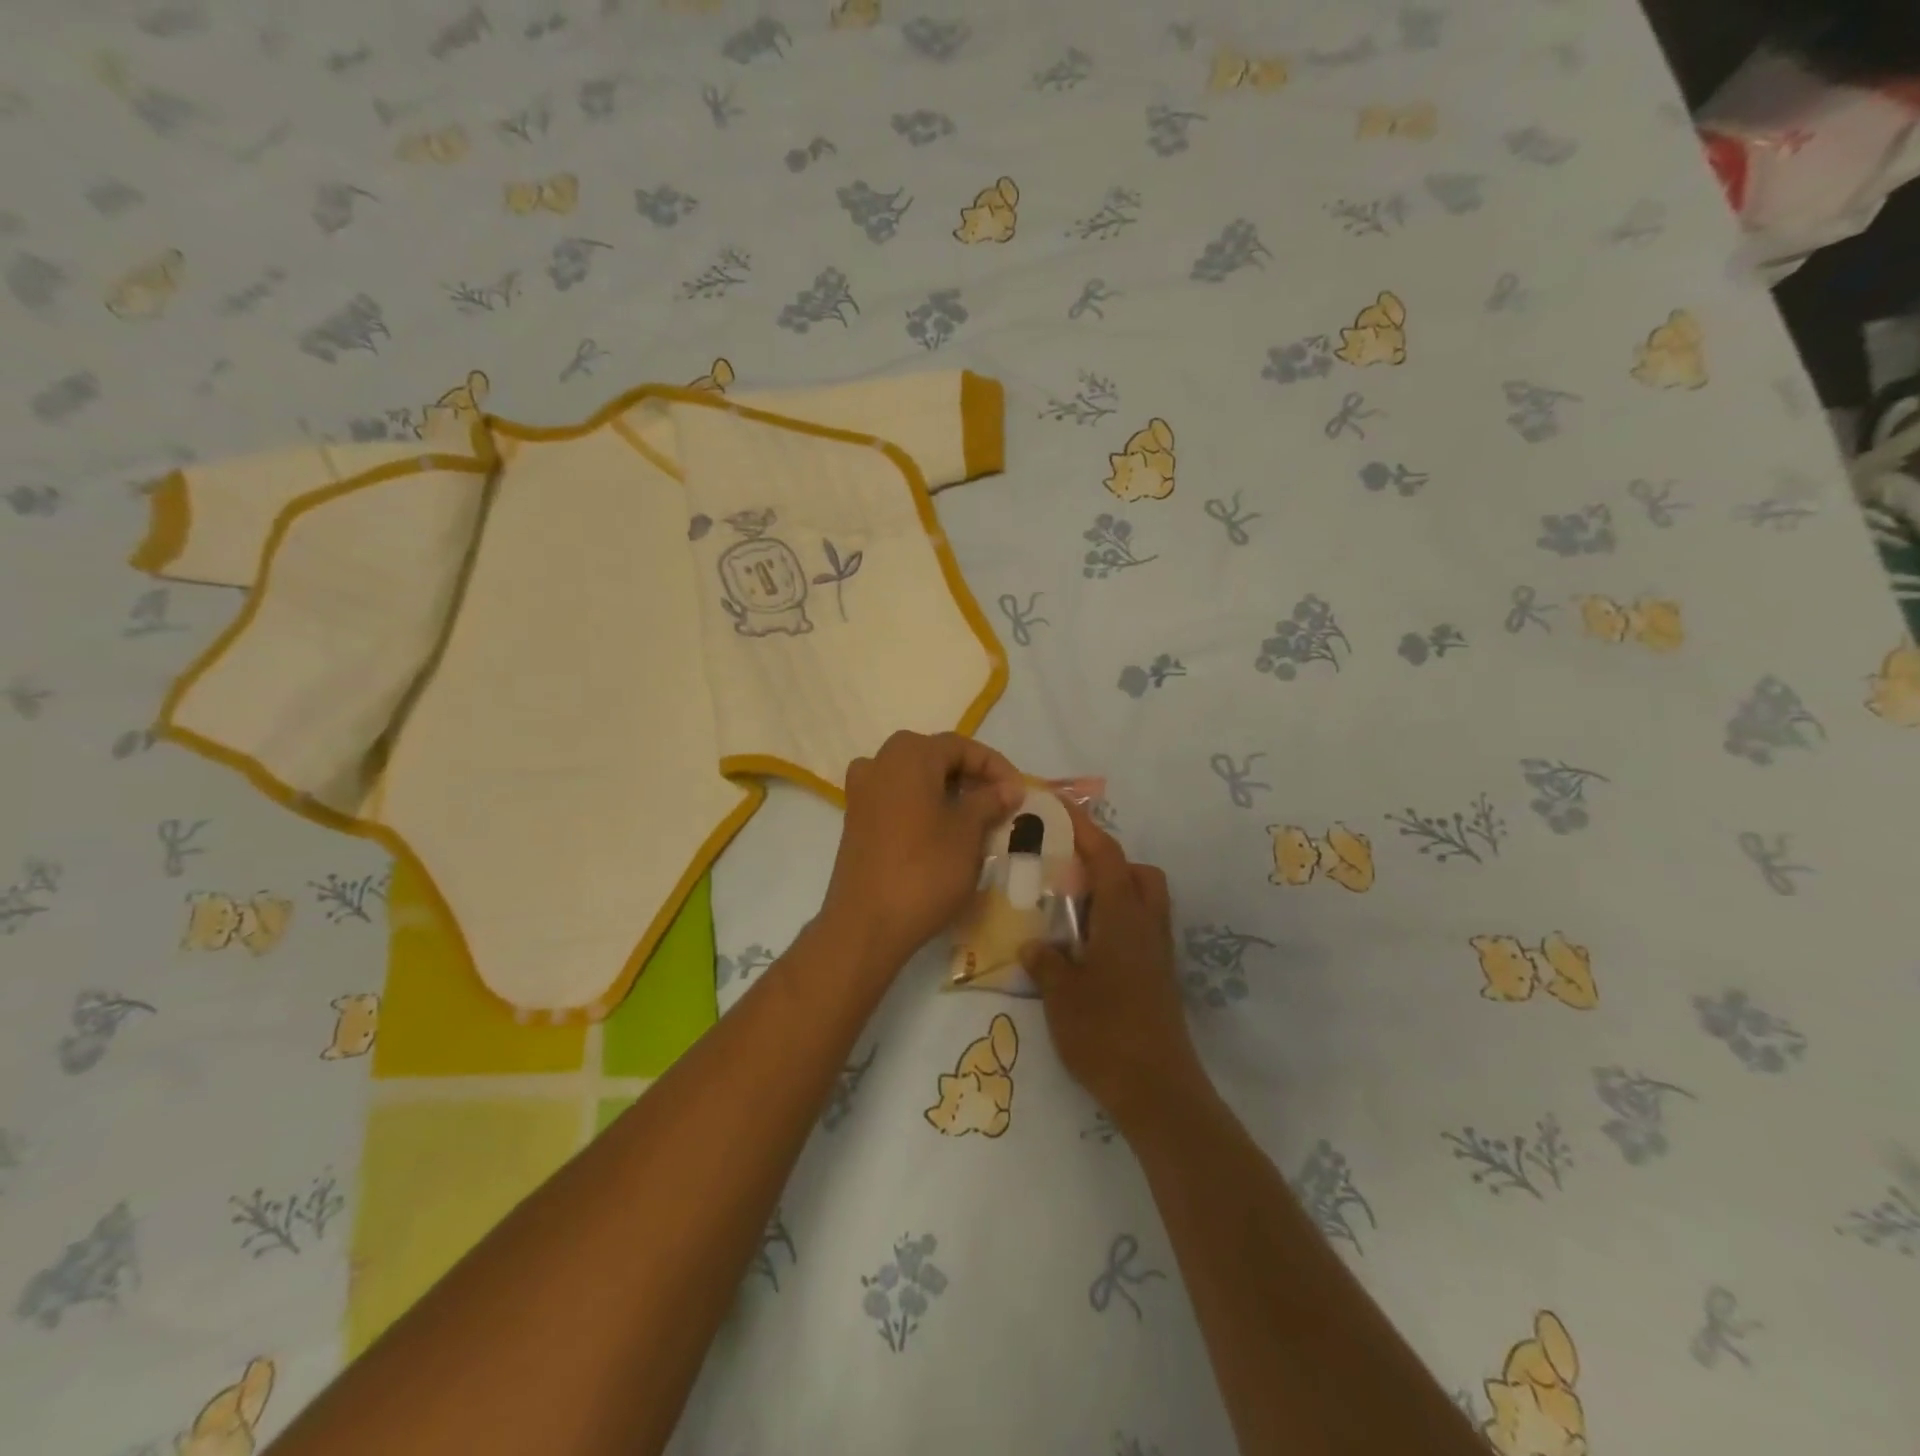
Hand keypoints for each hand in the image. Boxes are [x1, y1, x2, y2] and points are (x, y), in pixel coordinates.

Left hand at [820, 731, 1025, 976]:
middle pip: (935, 758)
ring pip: (915, 780)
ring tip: (974, 818)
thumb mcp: (967, 832)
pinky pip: (897, 801)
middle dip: (970, 778)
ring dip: (946, 793)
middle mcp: (880, 762)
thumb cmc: (925, 870)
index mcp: (909, 755)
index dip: (995, 767)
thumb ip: (989, 801)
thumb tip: (1008, 787)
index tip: (1019, 794)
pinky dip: (923, 808)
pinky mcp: (855, 820)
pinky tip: (942, 833)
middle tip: (999, 804)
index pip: (961, 747)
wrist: (867, 924)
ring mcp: (862, 792)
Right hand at [1021, 801, 1208, 1133]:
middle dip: (1108, 861)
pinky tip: (1088, 949)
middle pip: (1139, 874)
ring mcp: (1158, 954)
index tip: (1060, 807)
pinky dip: (1117, 923)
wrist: (1157, 1090)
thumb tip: (1034, 945)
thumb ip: (1047, 962)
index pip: (1107, 856)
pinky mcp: (1160, 979)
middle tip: (1070, 872)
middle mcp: (1148, 927)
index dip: (1084, 828)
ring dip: (1115, 892)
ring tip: (1075, 910)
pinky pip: (1141, 930)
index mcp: (1124, 918)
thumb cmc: (1106, 1033)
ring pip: (1145, 902)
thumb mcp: (1062, 995)